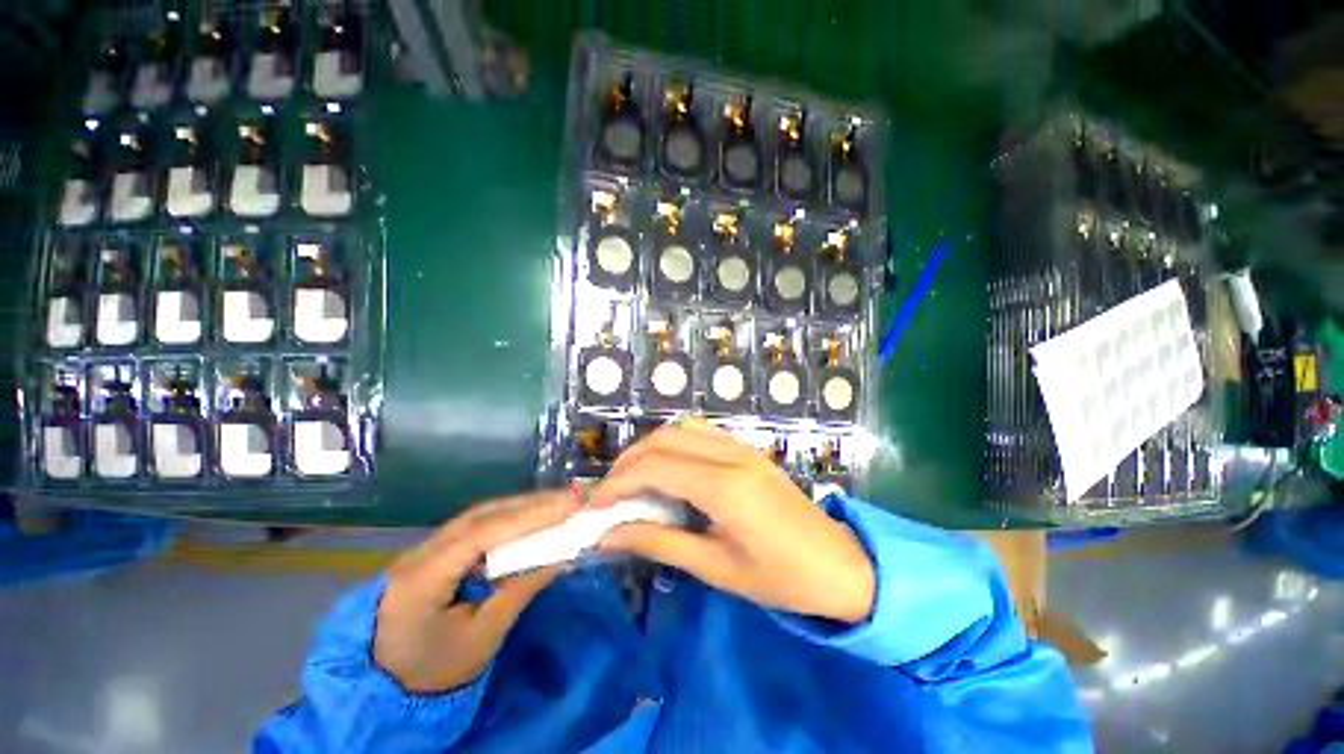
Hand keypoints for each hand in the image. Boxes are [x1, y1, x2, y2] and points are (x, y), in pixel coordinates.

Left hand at [374, 490, 579, 692]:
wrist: (386, 689)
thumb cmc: (434, 672)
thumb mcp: (482, 637)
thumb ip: (521, 589)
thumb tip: (562, 555)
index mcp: (421, 578)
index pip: (481, 533)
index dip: (528, 516)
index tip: (569, 505)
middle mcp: (420, 553)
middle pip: (482, 516)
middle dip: (530, 504)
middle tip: (573, 498)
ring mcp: (426, 549)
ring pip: (481, 516)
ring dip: (522, 508)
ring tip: (560, 503)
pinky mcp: (437, 553)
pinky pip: (478, 527)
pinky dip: (510, 520)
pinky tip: (533, 518)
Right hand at [592, 420, 874, 623]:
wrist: (840, 565)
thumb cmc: (781, 578)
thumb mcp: (717, 569)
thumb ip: (660, 543)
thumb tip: (611, 534)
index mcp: (724, 488)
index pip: (656, 469)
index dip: (619, 483)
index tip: (594, 503)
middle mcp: (730, 456)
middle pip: (664, 440)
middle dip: (629, 461)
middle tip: (610, 491)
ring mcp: (741, 448)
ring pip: (682, 429)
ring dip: (651, 447)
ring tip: (634, 478)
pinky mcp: (747, 450)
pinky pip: (702, 433)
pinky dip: (675, 443)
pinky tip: (669, 467)